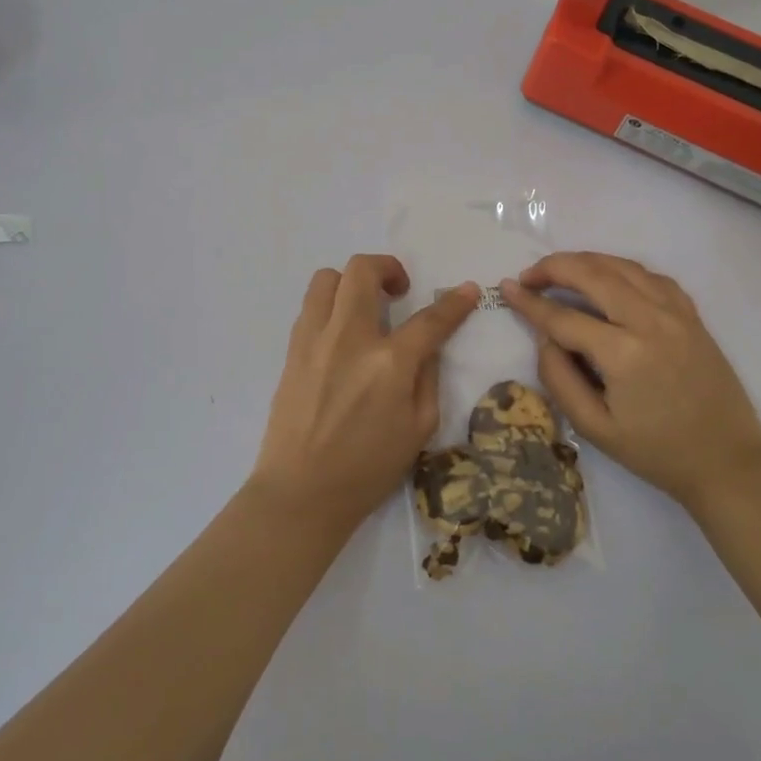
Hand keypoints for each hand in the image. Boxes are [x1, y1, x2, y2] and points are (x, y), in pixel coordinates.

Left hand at [250, 255, 476, 528]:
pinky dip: (331, 306)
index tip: (468, 290)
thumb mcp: (419, 429)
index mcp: (389, 363)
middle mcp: (349, 339)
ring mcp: (314, 341)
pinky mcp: (292, 351)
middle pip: (363, 271)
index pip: (430, 319)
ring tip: (365, 306)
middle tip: (400, 291)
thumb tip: (426, 347)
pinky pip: (311, 307)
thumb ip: (428, 378)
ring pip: (327, 278)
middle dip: (389, 268)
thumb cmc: (368, 469)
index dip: (455, 302)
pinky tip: (342, 334)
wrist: (301, 492)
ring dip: (352, 282)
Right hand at [497, 252, 760, 511]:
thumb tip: (545, 337)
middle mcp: (650, 321)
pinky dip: (623, 269)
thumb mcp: (594, 428)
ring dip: (586, 261)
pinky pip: (652, 276)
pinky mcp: (692, 315)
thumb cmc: (656, 452)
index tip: (506, 288)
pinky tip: (609, 279)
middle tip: (529, 275)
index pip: (563, 317)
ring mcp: (676, 313)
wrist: (726, 461)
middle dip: (554, 267)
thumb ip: (560, 379)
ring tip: (560, 270)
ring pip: (623, 266)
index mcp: (623, 354)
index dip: (530, 302)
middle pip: (593, 274)